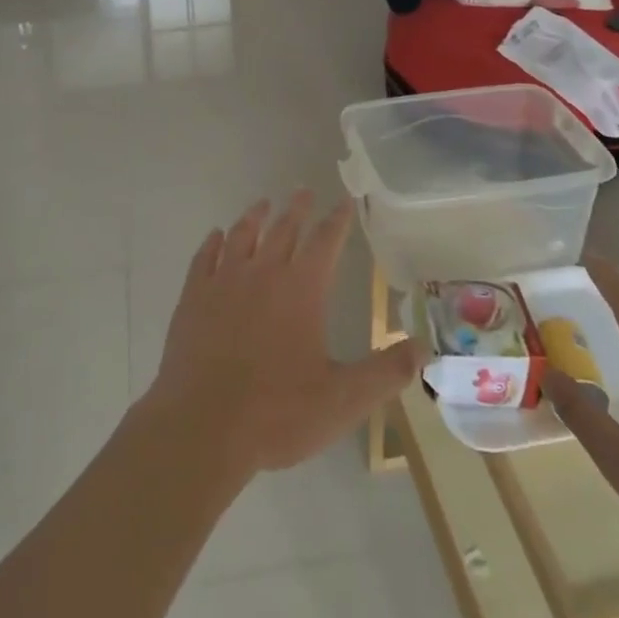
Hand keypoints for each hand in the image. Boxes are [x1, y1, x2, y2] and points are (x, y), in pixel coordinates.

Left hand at [144, 190, 421, 477]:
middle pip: (283, 229)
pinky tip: (215, 236)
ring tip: (262, 204)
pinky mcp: (193, 296)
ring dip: (254, 217)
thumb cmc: (278, 413)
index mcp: (302, 289)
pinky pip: (205, 257)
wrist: (203, 426)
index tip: (345, 201)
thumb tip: (425, 346)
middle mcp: (263, 272)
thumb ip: (386, 371)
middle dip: (297, 209)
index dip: (337, 220)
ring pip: (242, 235)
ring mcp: (224, 281)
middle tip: (303, 191)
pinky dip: (212, 242)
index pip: (325, 241)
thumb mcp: (343, 400)